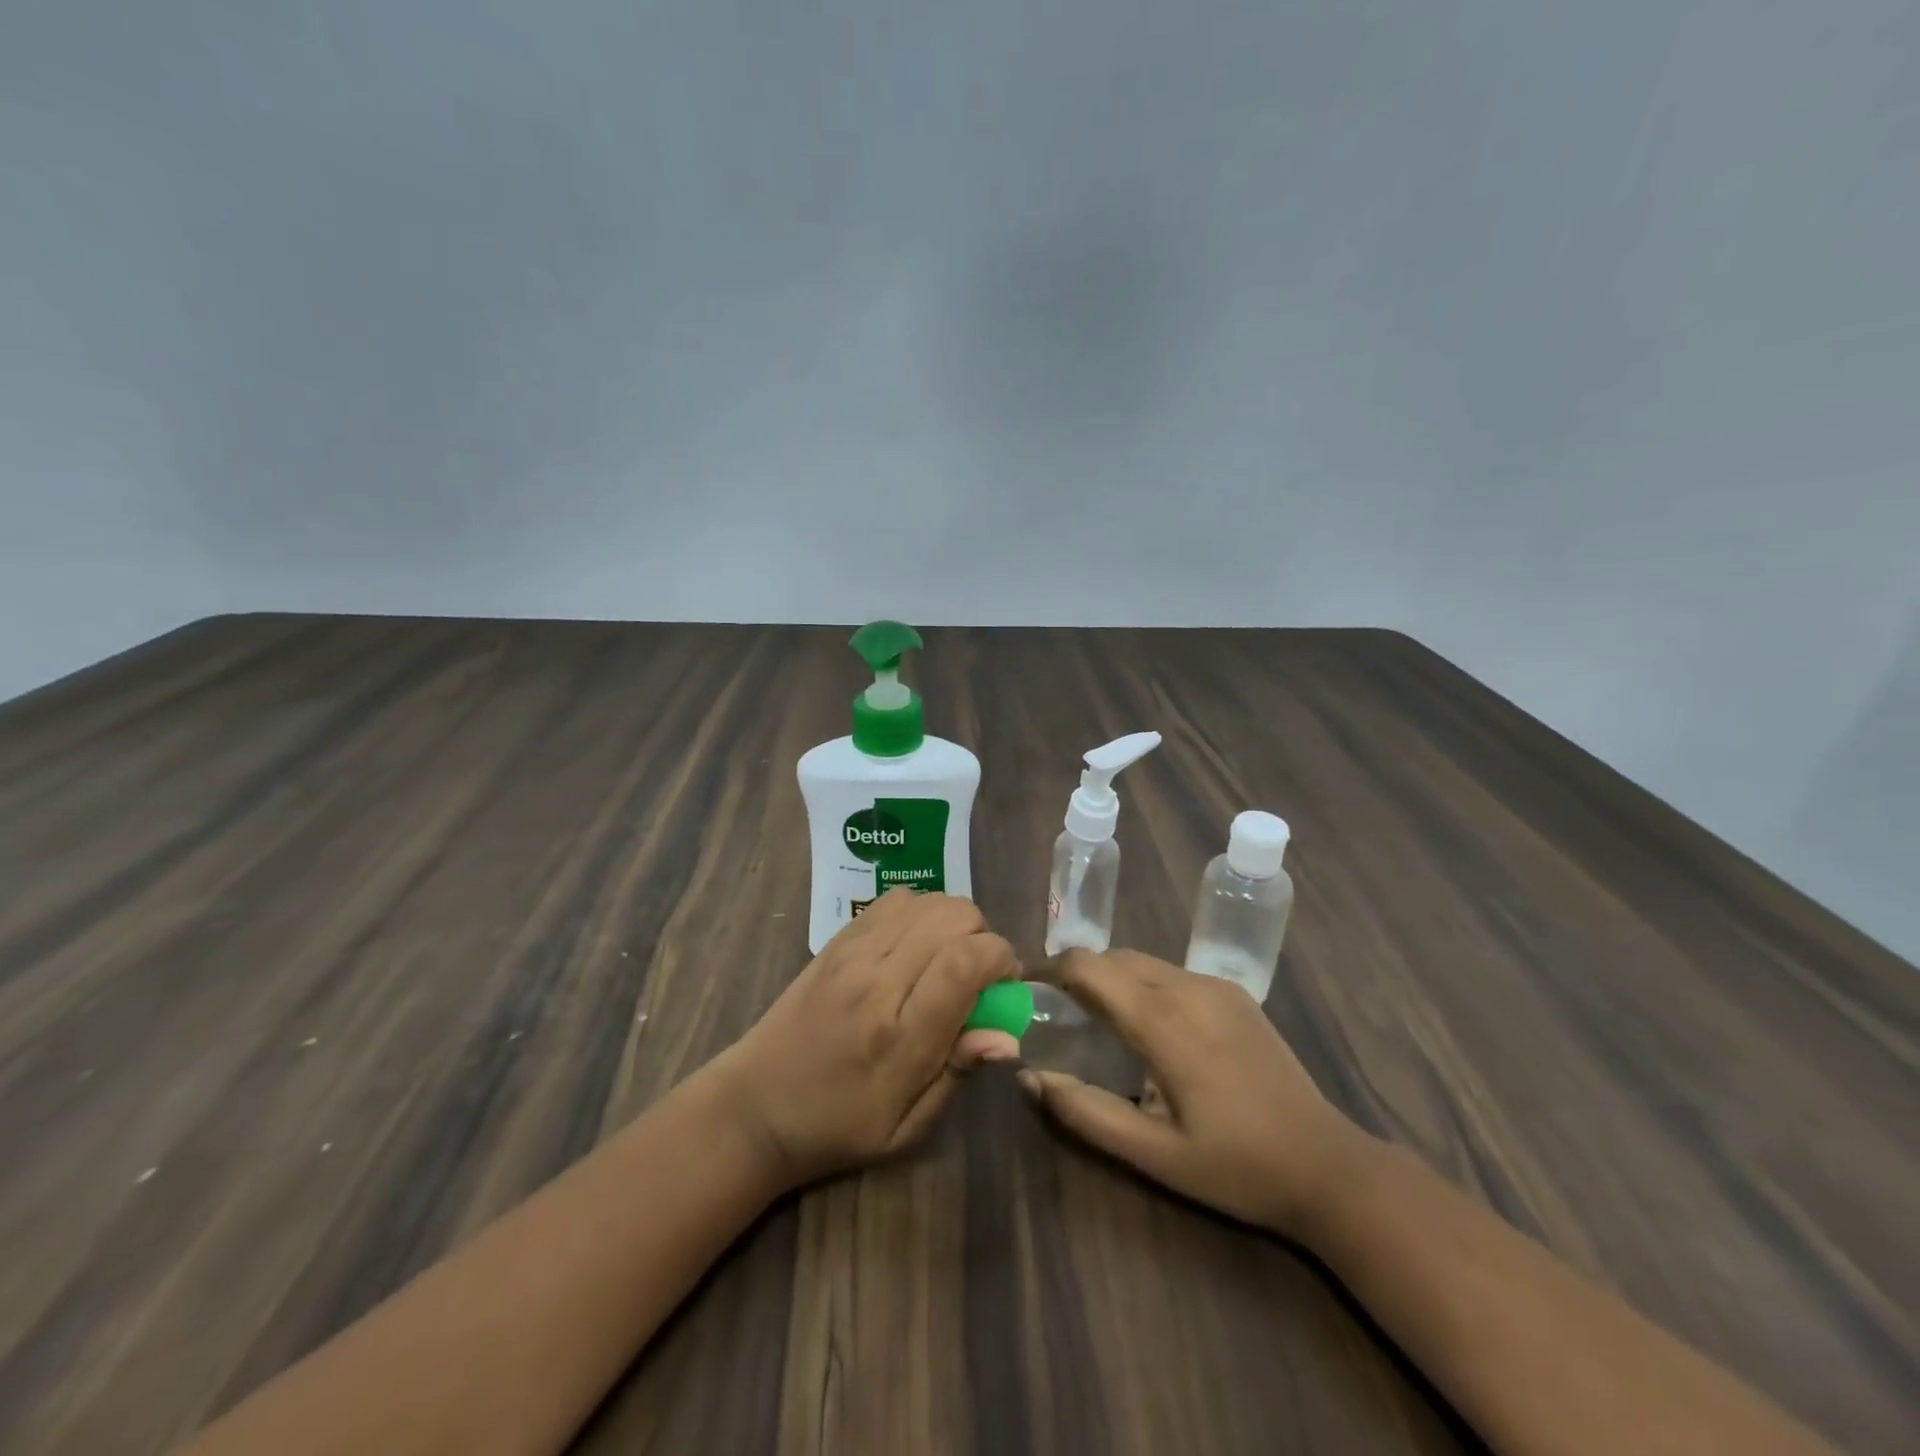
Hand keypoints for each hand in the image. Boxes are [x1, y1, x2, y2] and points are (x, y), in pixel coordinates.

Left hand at [706, 889, 1020, 1189]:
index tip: (1005, 984)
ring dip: (953, 922)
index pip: (965, 962)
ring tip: (946, 960)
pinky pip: (896, 899)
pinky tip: (916, 944)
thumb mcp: (905, 1127)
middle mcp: (876, 979)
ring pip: (928, 899)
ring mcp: (852, 951)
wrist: (753, 1106)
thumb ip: (957, 1071)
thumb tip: (1008, 1034)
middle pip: (953, 916)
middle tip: (976, 978)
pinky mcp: (837, 939)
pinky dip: (922, 911)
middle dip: (982, 938)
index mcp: (898, 1036)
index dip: (1001, 959)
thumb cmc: (836, 1127)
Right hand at [1019, 948, 1363, 1237]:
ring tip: (1097, 1019)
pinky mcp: (1235, 993)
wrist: (1328, 1166)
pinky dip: (1144, 984)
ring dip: (1112, 978)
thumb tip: (1030, 1078)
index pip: (1090, 967)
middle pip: (1114, 957)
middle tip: (1057, 1013)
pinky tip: (1149, 1026)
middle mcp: (1187, 986)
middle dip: (1079, 975)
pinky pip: (1172, 972)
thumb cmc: (1236, 1166)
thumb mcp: (1154, 1154)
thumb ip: (1087, 1113)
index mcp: (1164, 1021)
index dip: (1051, 970)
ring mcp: (1215, 986)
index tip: (1026, 989)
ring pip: (1143, 961)